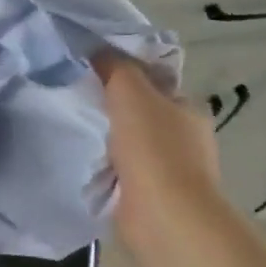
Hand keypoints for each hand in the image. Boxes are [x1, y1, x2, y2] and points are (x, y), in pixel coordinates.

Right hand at [94, 53, 224, 256]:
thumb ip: (115, 67)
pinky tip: (87, 163)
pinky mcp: (154, 195)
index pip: (156, 82)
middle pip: (143, 113)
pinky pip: (124, 172)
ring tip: (76, 133)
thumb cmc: (152, 148)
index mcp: (189, 108)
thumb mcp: (131, 92)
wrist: (163, 215)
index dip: (126, 75)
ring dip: (109, 141)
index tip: (92, 74)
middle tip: (78, 102)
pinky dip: (108, 168)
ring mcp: (172, 169)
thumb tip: (98, 51)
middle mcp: (186, 136)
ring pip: (132, 143)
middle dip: (114, 109)